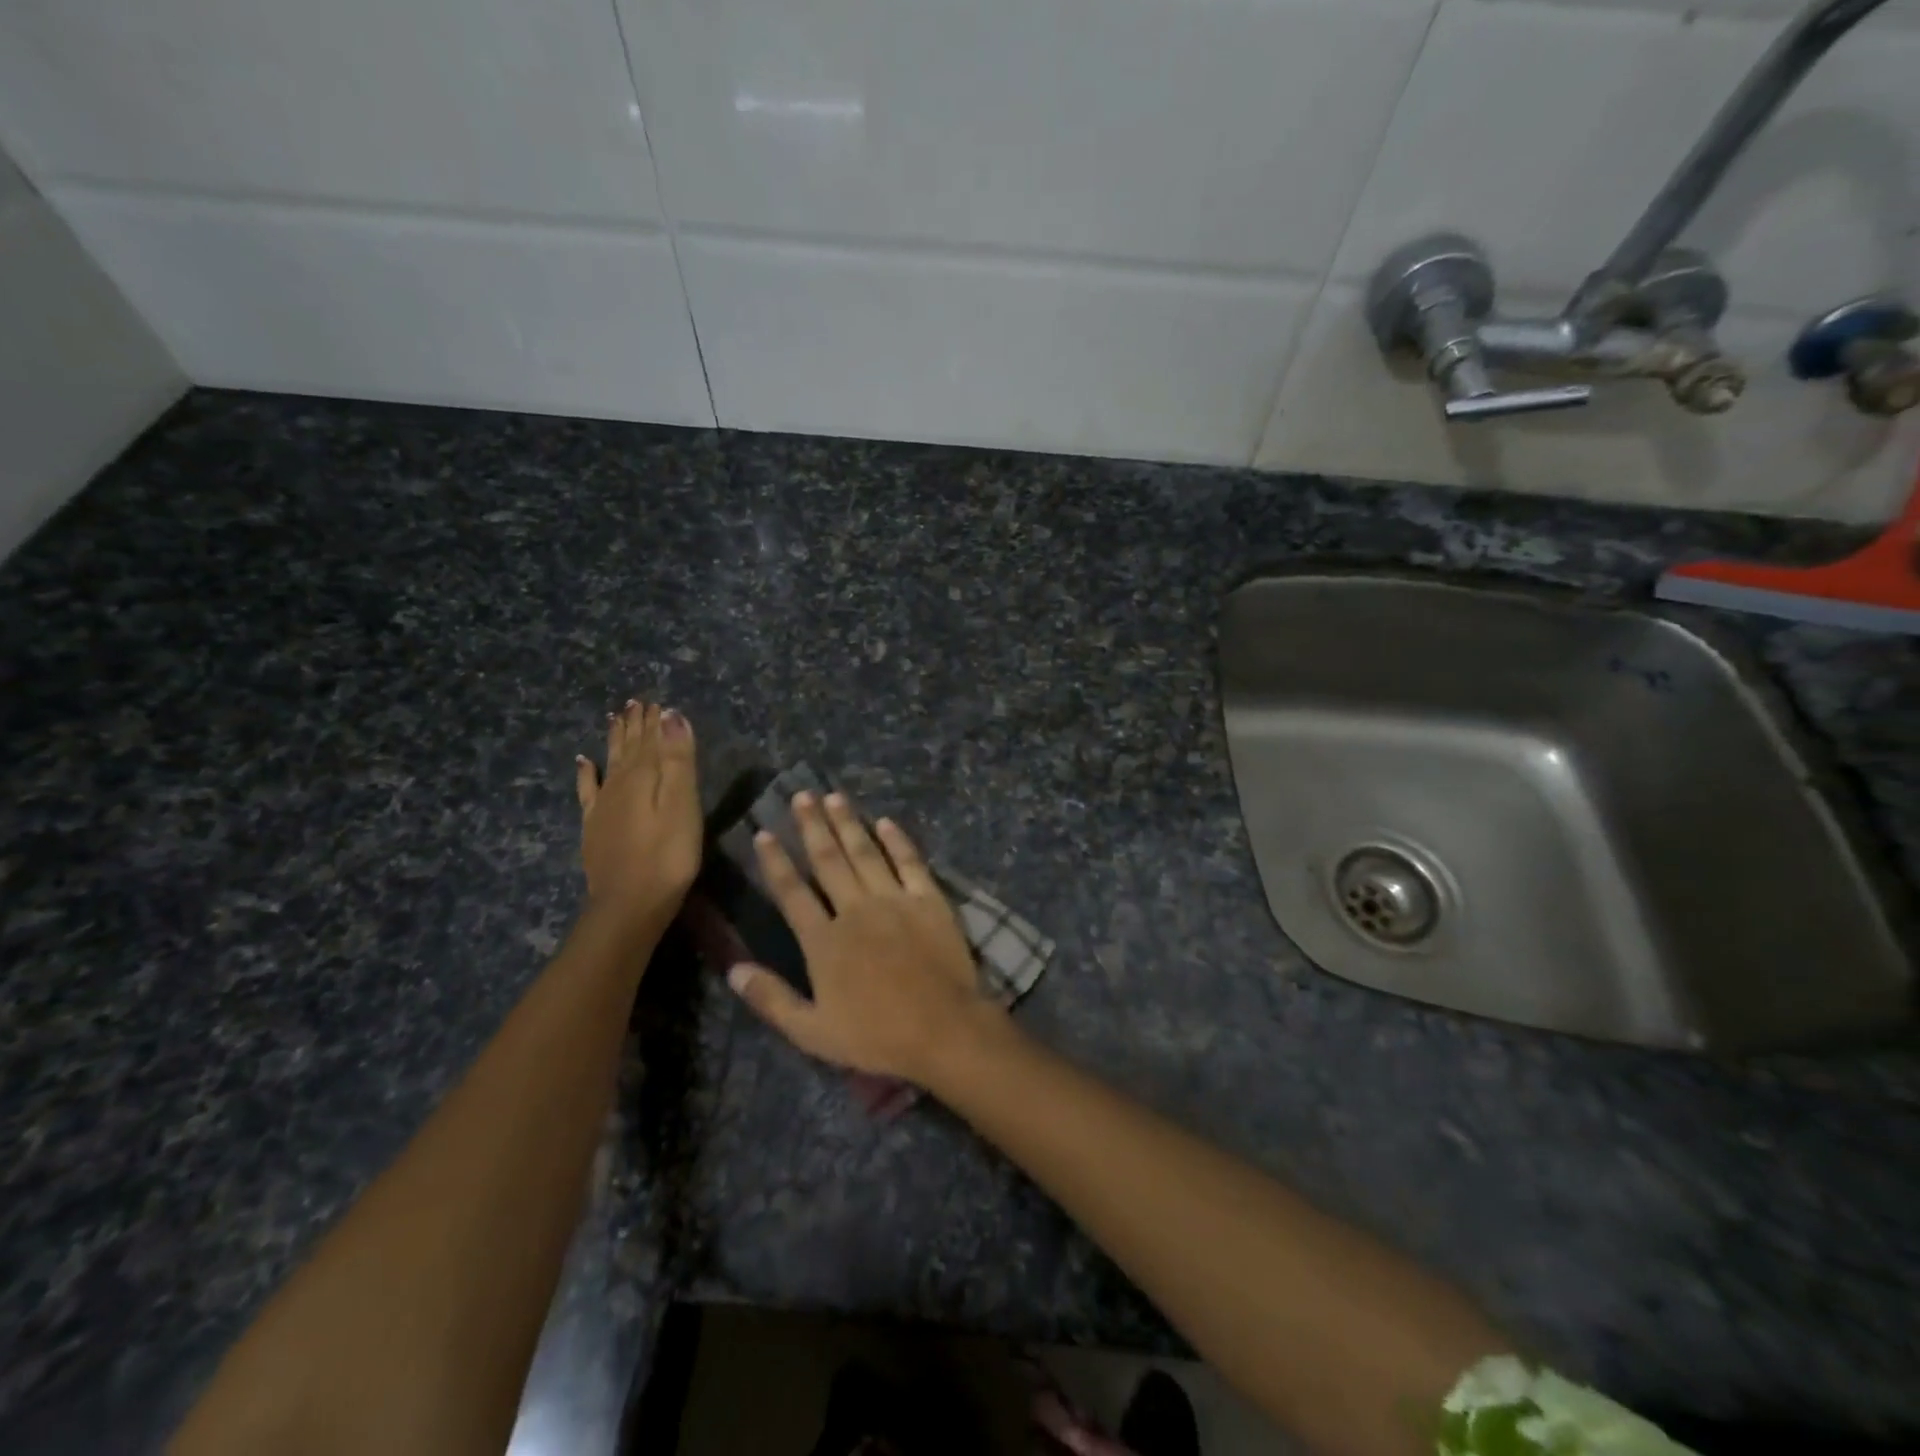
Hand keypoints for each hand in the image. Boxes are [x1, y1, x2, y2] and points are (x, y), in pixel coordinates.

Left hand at [574, 700, 700, 931]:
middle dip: (635, 724)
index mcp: (643, 776)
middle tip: (636, 702)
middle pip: (629, 747)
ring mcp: (603, 805)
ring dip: (615, 739)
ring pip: (610, 761)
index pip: (650, 738)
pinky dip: (586, 772)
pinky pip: (588, 789)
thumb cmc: (668, 855)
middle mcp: (619, 783)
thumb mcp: (682, 804)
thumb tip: (671, 715)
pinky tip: (583, 761)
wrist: (629, 904)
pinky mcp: (594, 827)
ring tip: (616, 717)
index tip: (657, 699)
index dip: (654, 719)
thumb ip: (677, 760)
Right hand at [726, 791, 1002, 1082]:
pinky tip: (886, 821)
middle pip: (828, 860)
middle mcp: (855, 909)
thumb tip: (733, 970)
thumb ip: (772, 1000)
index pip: (792, 891)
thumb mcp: (813, 1031)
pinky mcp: (929, 900)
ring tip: (834, 796)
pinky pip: (910, 861)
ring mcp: (894, 900)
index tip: (764, 832)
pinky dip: (898, 840)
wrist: (943, 1029)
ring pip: (866, 852)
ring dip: (848, 823)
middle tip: (801, 795)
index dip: (775, 861)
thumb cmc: (877, 1036)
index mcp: (824, 940)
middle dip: (812, 826)